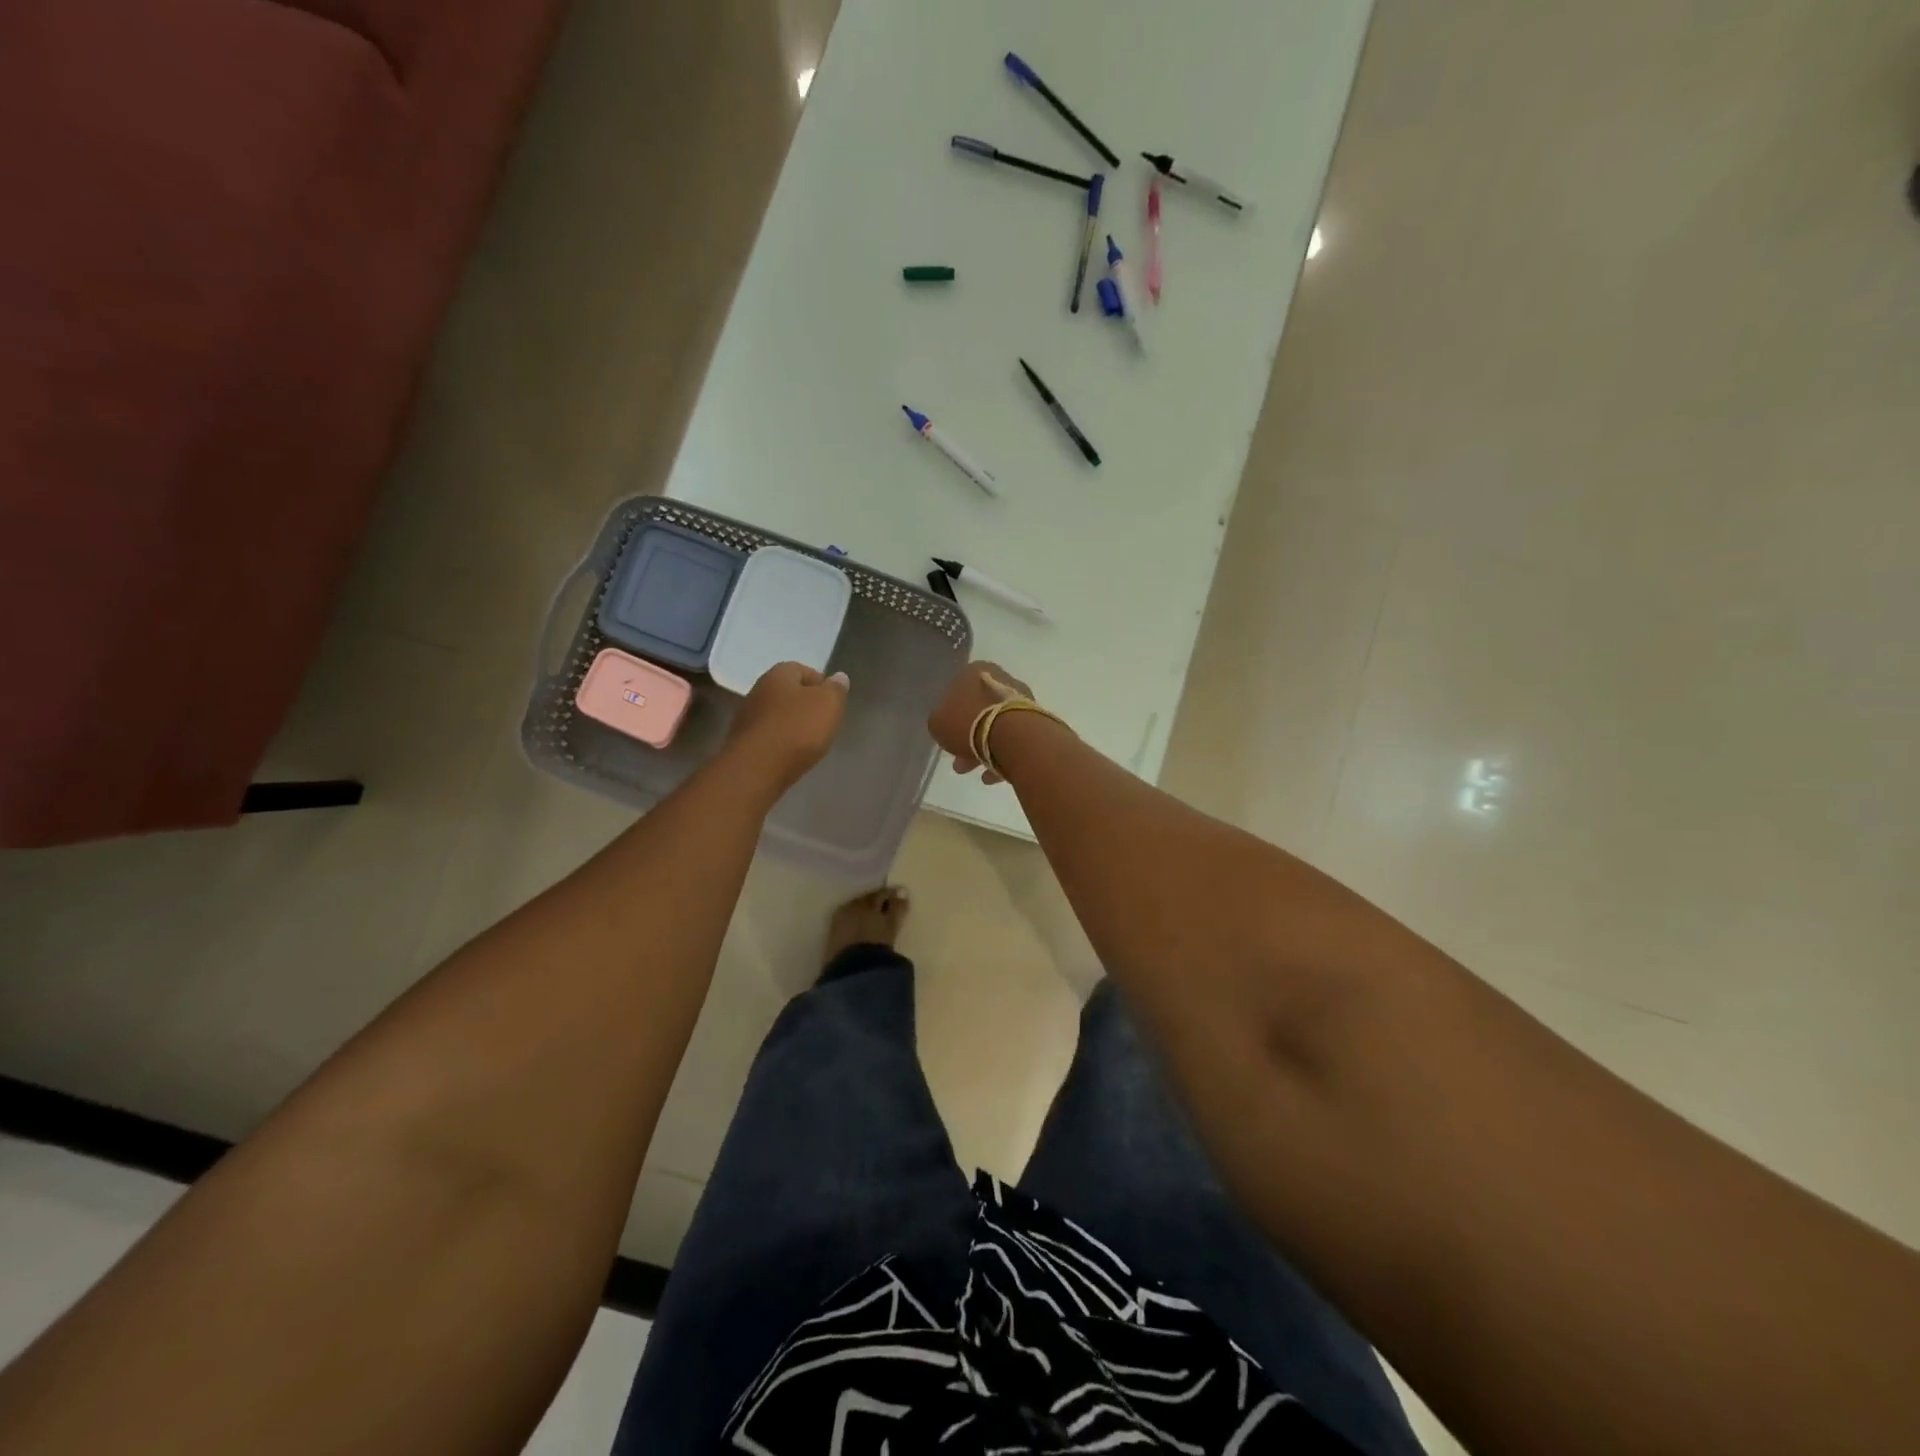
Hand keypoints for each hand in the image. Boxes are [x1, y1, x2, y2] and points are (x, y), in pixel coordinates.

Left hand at [726, 663, 849, 789]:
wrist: (756, 769)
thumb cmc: (797, 729)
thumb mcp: (829, 704)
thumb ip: (836, 689)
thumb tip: (839, 677)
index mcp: (778, 675)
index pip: (802, 669)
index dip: (821, 683)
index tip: (834, 701)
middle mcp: (758, 691)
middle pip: (788, 693)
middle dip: (807, 705)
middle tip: (825, 721)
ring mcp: (747, 718)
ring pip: (778, 716)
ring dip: (793, 725)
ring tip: (811, 741)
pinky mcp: (743, 743)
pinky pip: (769, 737)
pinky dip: (782, 742)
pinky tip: (792, 755)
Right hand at [928, 662, 1029, 783]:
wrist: (1013, 735)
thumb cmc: (968, 722)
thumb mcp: (937, 723)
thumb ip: (940, 721)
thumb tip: (949, 725)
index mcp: (974, 671)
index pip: (956, 692)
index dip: (949, 717)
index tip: (947, 737)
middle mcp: (1000, 678)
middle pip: (978, 711)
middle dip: (967, 738)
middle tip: (959, 762)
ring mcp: (1021, 699)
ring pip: (996, 726)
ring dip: (983, 749)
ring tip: (976, 772)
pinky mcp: (1036, 719)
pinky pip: (1013, 738)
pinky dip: (1002, 755)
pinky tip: (993, 775)